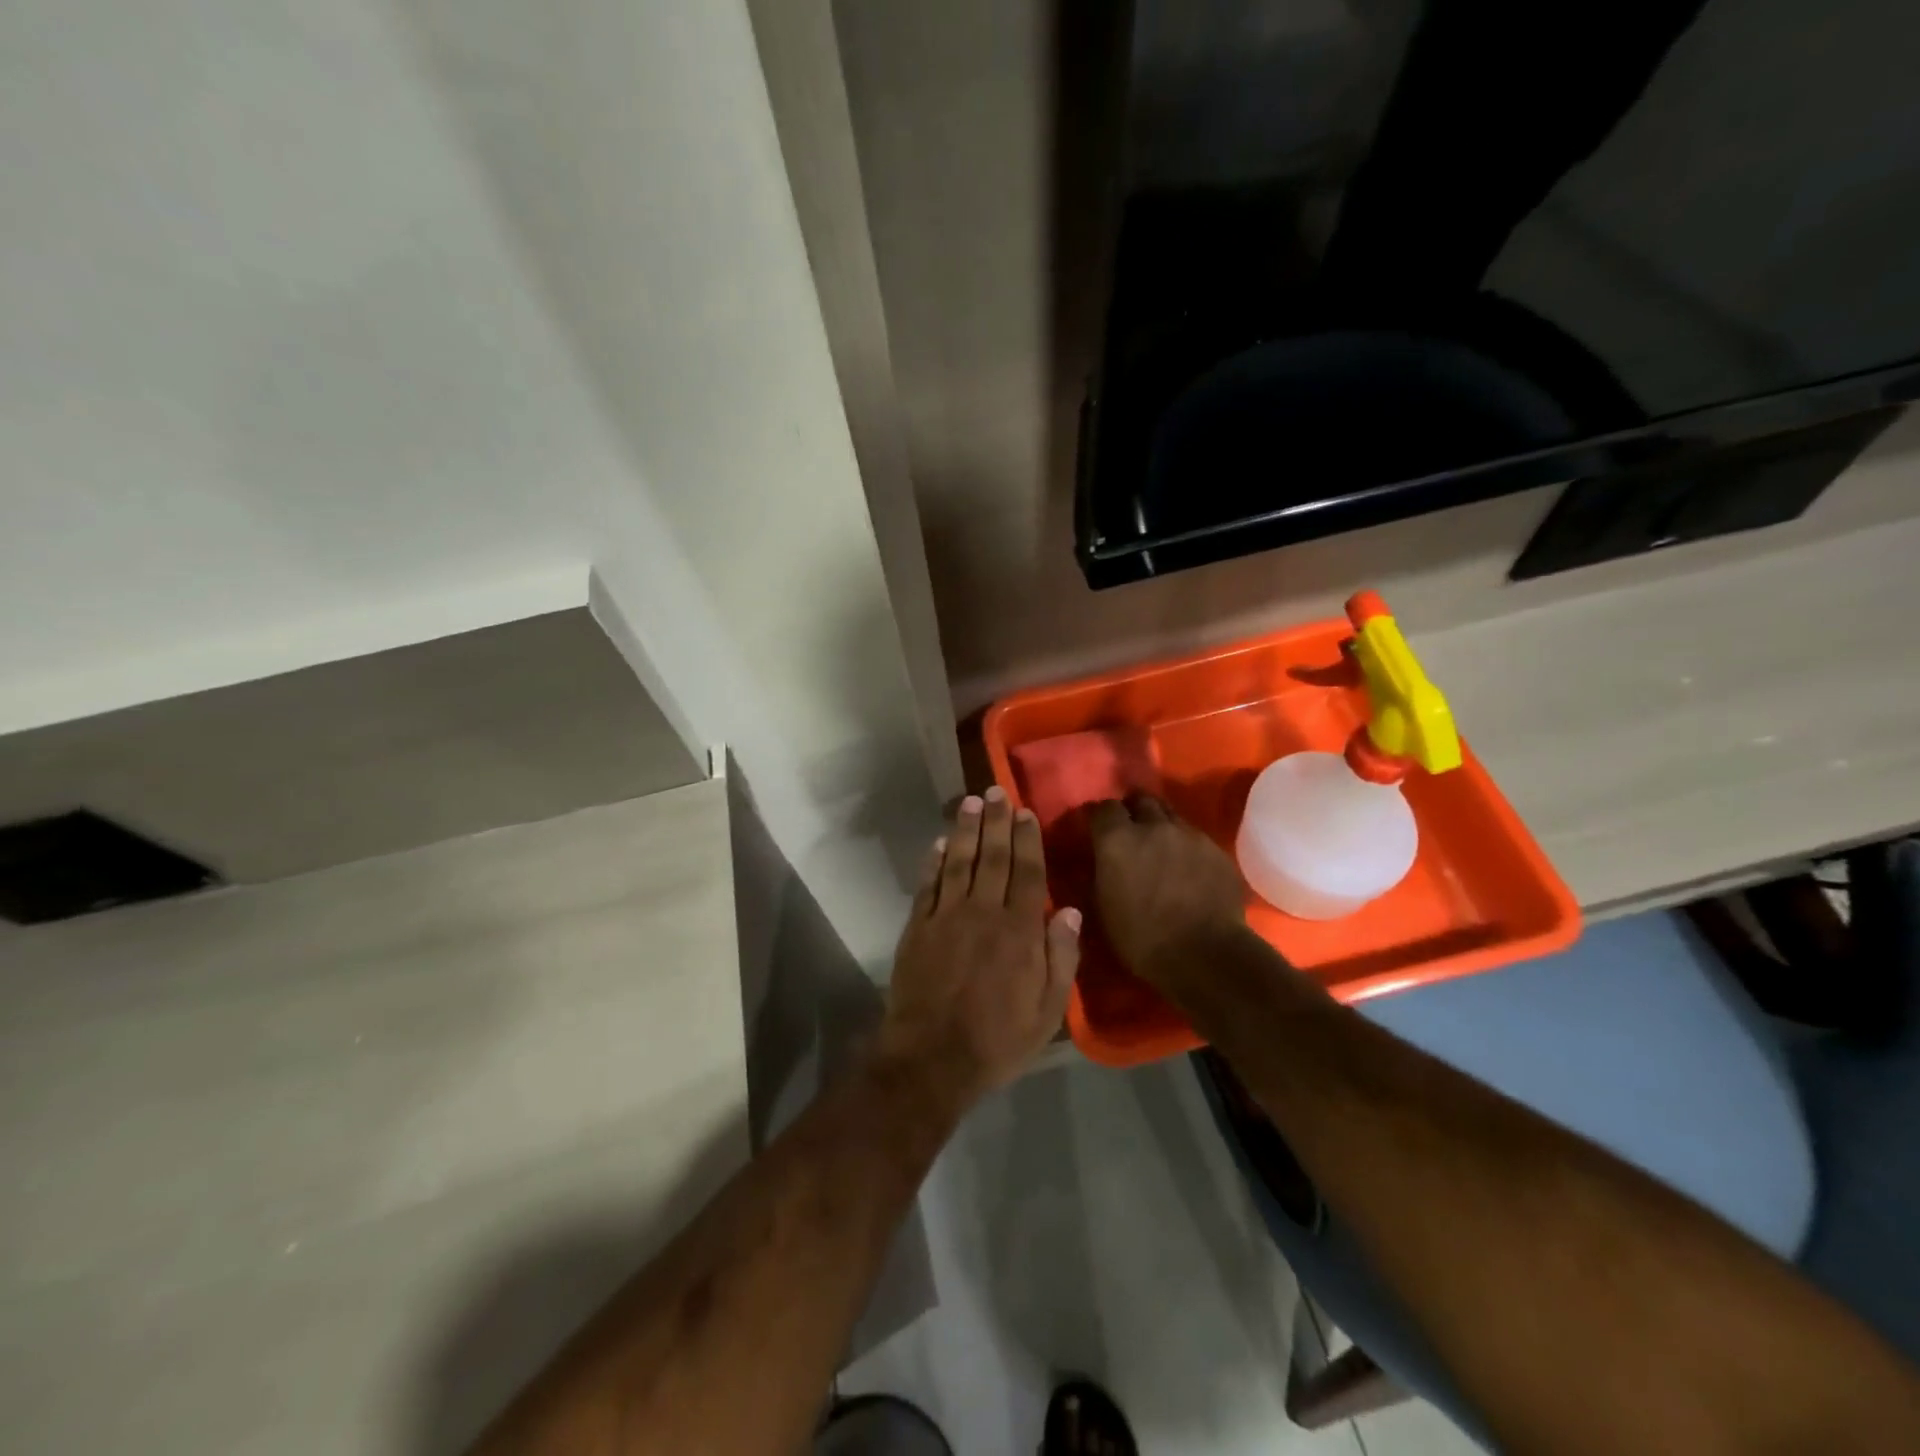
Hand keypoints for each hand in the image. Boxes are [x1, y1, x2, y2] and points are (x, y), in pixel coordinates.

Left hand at [878, 789, 1081, 1109]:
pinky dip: (933, 862)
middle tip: (997, 790)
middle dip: (996, 821)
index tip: (1025, 812)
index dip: (1027, 839)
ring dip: (965, 830)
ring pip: (958, 862)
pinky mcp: (918, 928)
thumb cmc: (998, 1039)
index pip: (1028, 872)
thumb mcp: (1048, 1011)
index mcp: (1020, 930)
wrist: (932, 1059)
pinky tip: (938, 843)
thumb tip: (1071, 911)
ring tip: (970, 802)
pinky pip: (928, 885)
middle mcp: (983, 912)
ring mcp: (947, 917)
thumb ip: (1062, 958)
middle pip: (993, 857)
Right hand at [1088, 795, 1246, 992]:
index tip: (1096, 832)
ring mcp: (1189, 835)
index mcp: (1117, 839)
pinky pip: (1195, 838)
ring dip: (1161, 826)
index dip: (1098, 818)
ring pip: (1171, 816)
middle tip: (1130, 832)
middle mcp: (1153, 826)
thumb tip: (1097, 861)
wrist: (1206, 956)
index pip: (1102, 808)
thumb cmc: (1142, 939)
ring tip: (1160, 848)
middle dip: (1133, 811)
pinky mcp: (1217, 850)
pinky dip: (1186, 846)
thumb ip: (1098, 873)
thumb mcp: (1102, 908)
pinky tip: (1187, 868)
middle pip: (1141, 799)